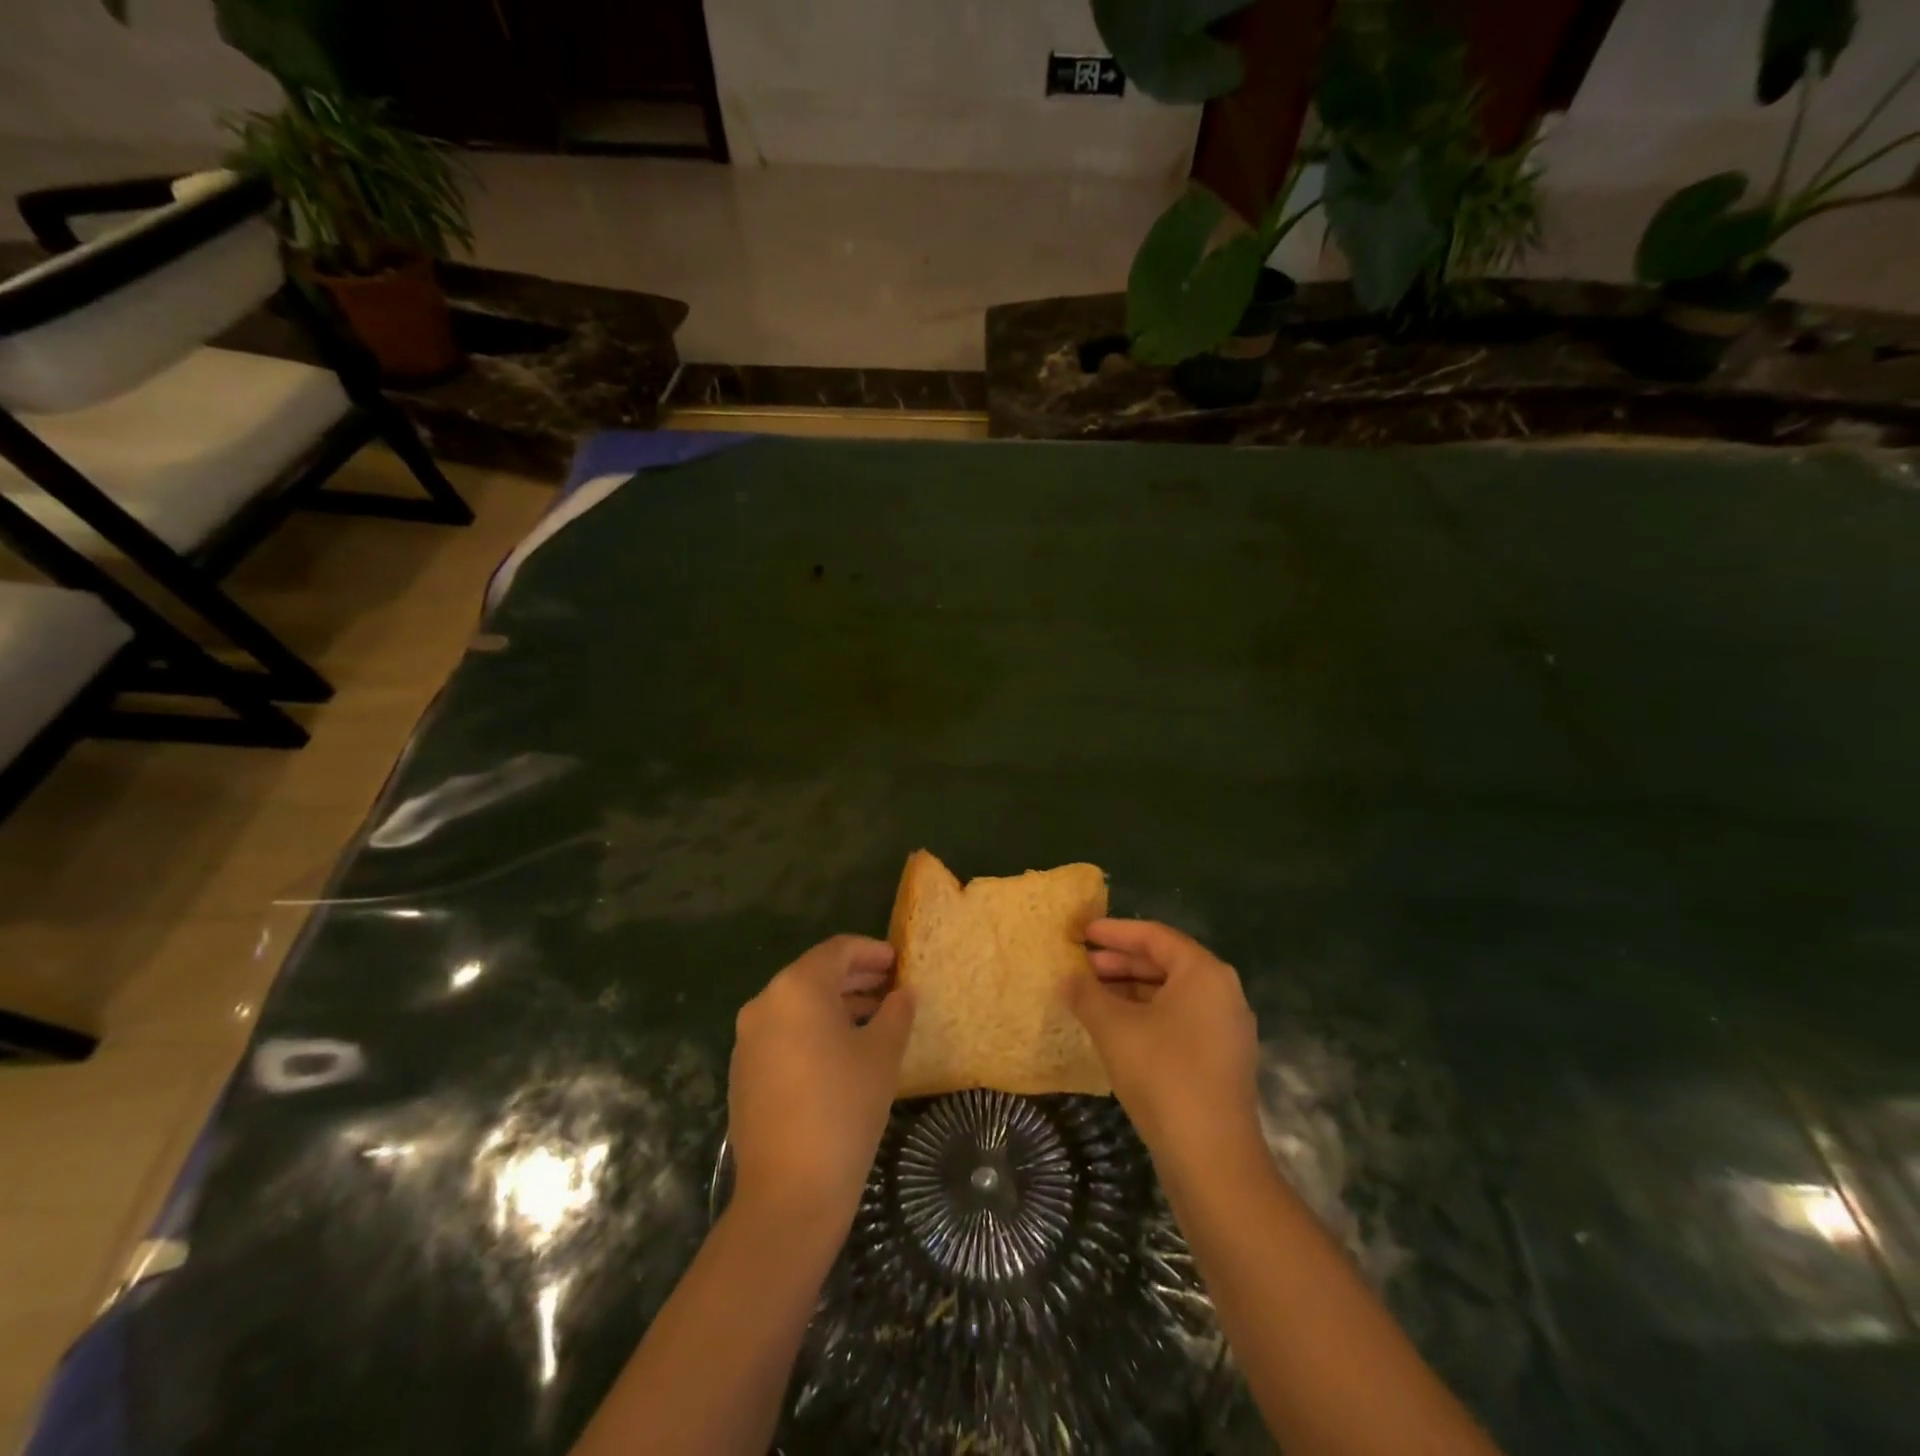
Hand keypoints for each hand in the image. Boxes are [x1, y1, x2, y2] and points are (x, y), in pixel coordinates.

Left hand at [728, 935, 914, 1234]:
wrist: (789, 1191)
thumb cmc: (844, 1108)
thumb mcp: (883, 1054)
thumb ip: (896, 1012)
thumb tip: (903, 993)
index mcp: (797, 988)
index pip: (837, 950)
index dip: (871, 951)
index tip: (898, 961)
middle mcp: (765, 1003)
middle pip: (815, 974)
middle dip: (855, 977)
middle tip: (891, 986)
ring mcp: (748, 1039)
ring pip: (798, 1005)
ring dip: (836, 1005)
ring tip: (874, 1018)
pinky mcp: (743, 1072)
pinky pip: (784, 1033)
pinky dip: (814, 1030)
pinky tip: (842, 1051)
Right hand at [1066, 919, 1263, 1172]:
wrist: (1212, 1158)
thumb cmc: (1162, 1074)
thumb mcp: (1114, 1028)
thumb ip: (1086, 994)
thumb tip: (1067, 977)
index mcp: (1204, 973)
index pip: (1154, 936)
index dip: (1114, 931)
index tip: (1082, 932)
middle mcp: (1222, 992)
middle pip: (1165, 963)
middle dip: (1120, 962)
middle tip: (1081, 966)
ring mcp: (1226, 1028)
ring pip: (1171, 994)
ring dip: (1130, 990)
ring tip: (1091, 996)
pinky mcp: (1221, 1059)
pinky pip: (1179, 1020)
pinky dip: (1146, 1015)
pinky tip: (1115, 1028)